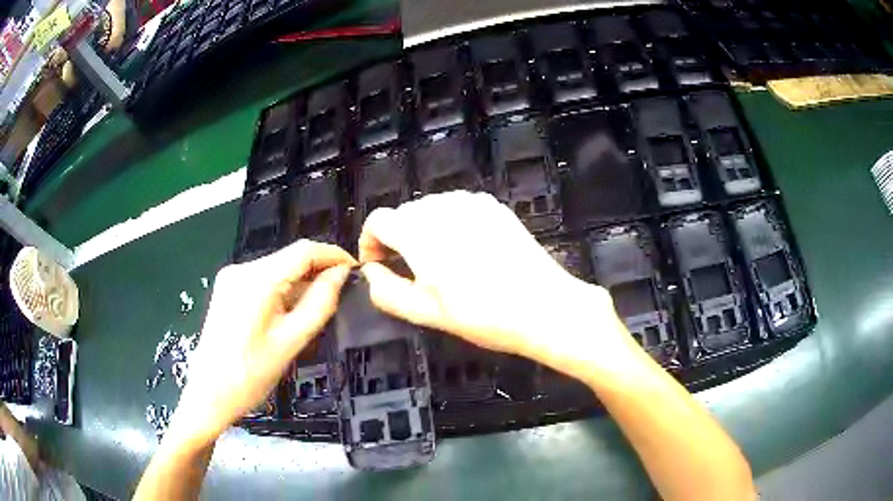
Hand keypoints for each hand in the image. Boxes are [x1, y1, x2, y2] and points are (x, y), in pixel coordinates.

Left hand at [170, 240, 354, 445]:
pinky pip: (263, 280)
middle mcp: (241, 269)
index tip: (355, 269)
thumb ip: (320, 303)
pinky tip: (289, 312)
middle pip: (289, 258)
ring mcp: (231, 277)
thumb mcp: (292, 341)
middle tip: (340, 293)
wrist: (210, 393)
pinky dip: (282, 290)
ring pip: (277, 269)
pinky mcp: (227, 288)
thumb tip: (340, 275)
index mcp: (257, 279)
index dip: (333, 254)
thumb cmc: (251, 374)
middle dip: (317, 271)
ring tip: (317, 307)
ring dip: (299, 282)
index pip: (303, 250)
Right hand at [358, 191, 637, 380]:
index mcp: (420, 233)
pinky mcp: (494, 207)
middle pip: (404, 213)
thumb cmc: (482, 315)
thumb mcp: (426, 313)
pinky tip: (467, 250)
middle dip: (397, 238)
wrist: (544, 307)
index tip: (378, 265)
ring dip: (423, 230)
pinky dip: (450, 223)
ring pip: (431, 208)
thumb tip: (371, 272)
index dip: (370, 242)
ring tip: (440, 263)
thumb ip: (387, 291)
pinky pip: (458, 207)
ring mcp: (472, 203)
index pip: (378, 220)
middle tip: (410, 271)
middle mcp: (443, 208)